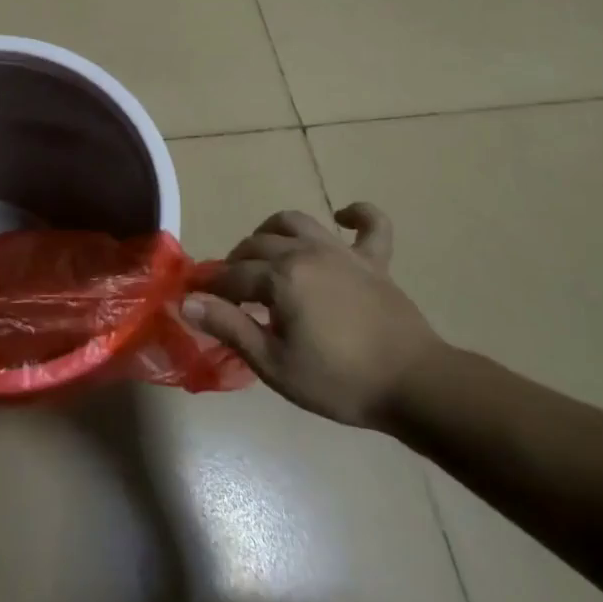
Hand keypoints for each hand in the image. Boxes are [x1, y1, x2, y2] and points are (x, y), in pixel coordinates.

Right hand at [183, 204, 441, 429]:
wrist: (416, 386)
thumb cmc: (339, 382)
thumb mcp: (274, 364)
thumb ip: (229, 326)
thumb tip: (186, 301)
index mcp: (281, 277)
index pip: (232, 275)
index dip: (209, 286)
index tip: (193, 299)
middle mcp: (306, 252)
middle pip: (257, 245)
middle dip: (236, 263)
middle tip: (230, 293)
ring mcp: (342, 253)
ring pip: (296, 222)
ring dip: (272, 232)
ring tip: (265, 254)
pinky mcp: (375, 261)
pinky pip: (371, 225)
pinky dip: (357, 215)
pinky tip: (343, 217)